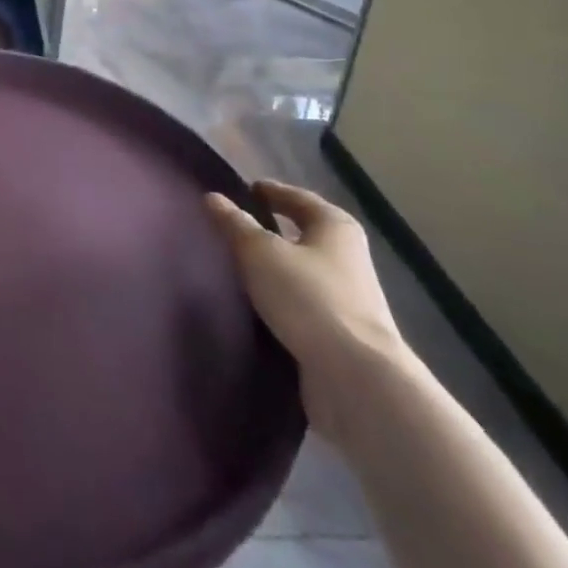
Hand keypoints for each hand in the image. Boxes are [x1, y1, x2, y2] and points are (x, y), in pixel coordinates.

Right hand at [206, 179, 408, 440]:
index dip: (271, 192)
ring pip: (302, 271)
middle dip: (272, 230)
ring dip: (275, 268)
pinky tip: (254, 306)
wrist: (355, 378)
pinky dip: (280, 300)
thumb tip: (213, 197)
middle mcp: (348, 257)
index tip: (245, 190)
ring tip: (237, 267)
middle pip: (304, 234)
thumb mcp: (260, 252)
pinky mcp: (340, 334)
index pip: (298, 198)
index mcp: (335, 226)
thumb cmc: (308, 297)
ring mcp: (348, 298)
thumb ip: (235, 224)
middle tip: (235, 227)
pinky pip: (302, 305)